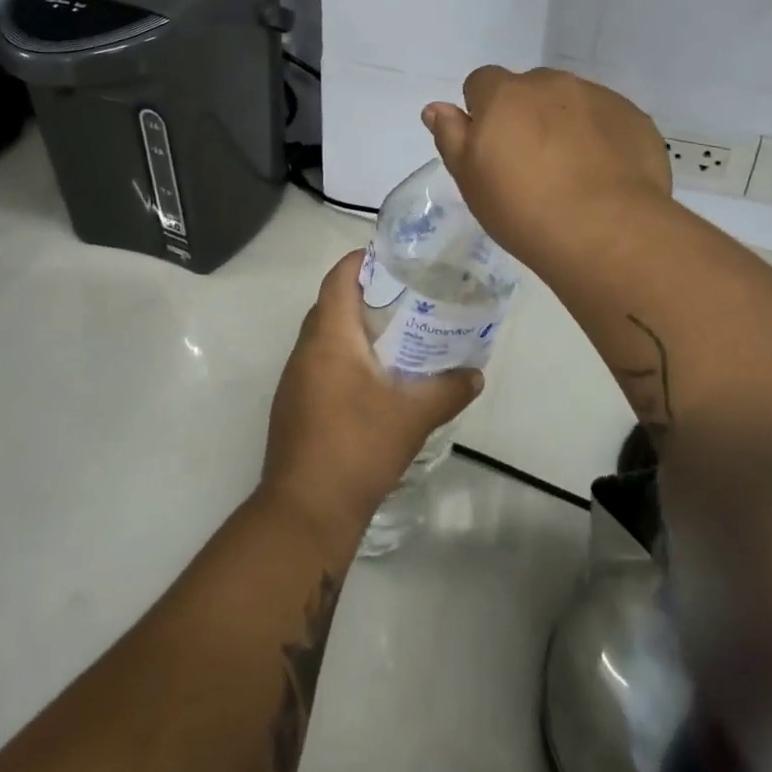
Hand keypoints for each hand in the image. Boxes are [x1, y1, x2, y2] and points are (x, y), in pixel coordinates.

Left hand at [262, 252, 483, 537]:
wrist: (304, 512)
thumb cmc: (356, 447)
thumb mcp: (412, 416)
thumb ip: (447, 389)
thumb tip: (476, 374)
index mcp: (328, 337)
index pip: (339, 278)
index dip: (364, 260)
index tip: (398, 259)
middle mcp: (305, 350)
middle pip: (333, 304)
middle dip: (368, 295)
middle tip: (410, 296)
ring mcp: (295, 379)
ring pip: (327, 336)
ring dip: (358, 329)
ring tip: (401, 333)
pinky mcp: (296, 406)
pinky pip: (322, 364)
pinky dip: (348, 358)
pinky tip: (378, 379)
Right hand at [423, 66, 670, 270]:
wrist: (607, 231)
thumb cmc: (523, 208)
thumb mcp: (470, 179)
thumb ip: (451, 136)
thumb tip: (436, 108)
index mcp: (505, 94)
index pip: (482, 82)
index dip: (482, 111)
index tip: (491, 147)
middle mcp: (551, 83)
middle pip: (529, 89)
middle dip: (527, 114)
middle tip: (531, 165)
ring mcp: (598, 97)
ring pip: (572, 102)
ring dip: (565, 123)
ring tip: (573, 173)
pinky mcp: (634, 118)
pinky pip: (608, 120)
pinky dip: (602, 138)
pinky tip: (604, 176)